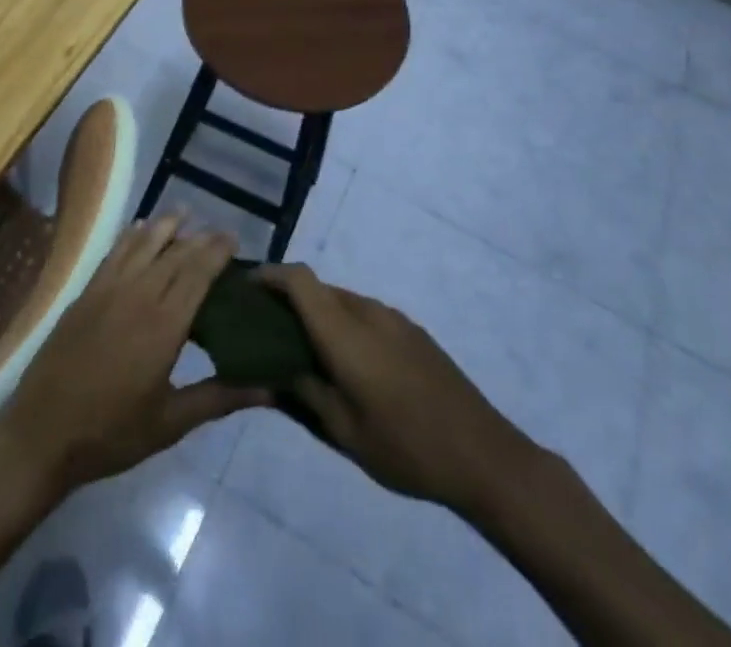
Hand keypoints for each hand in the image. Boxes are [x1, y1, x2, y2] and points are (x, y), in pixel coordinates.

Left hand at [0, 217, 270, 495]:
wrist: (41, 433)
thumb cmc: (111, 433)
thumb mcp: (170, 423)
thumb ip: (219, 398)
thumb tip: (270, 389)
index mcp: (164, 325)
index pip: (198, 274)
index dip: (217, 252)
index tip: (234, 239)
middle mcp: (138, 295)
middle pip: (175, 254)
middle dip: (199, 238)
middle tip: (218, 232)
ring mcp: (108, 289)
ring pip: (143, 244)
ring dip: (166, 226)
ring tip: (184, 213)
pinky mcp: (86, 293)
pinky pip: (114, 252)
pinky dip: (131, 235)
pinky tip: (139, 228)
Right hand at [260, 264, 541, 516]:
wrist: (484, 455)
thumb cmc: (406, 447)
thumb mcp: (345, 431)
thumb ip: (305, 393)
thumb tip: (271, 371)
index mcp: (346, 332)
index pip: (300, 280)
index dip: (271, 275)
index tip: (246, 288)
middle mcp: (368, 312)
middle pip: (319, 288)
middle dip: (289, 298)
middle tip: (267, 326)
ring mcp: (394, 318)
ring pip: (342, 300)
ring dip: (318, 312)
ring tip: (303, 346)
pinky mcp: (412, 331)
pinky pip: (365, 313)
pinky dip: (344, 322)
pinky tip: (345, 359)